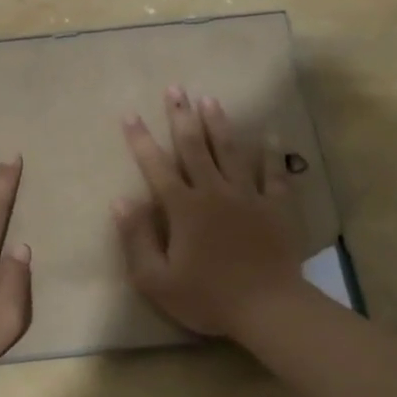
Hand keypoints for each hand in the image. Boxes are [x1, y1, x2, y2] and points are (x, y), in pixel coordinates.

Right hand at [113, 87, 304, 338]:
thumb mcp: (156, 279)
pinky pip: (273, 173)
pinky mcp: (275, 207)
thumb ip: (136, 238)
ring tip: (210, 99)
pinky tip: (270, 135)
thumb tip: (120, 200)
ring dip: (218, 124)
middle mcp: (214, 192)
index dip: (141, 140)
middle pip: (194, 147)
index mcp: (183, 208)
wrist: (267, 308)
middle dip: (181, 116)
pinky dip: (271, 153)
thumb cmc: (207, 297)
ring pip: (230, 151)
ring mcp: (248, 196)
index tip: (130, 114)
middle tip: (176, 89)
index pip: (156, 167)